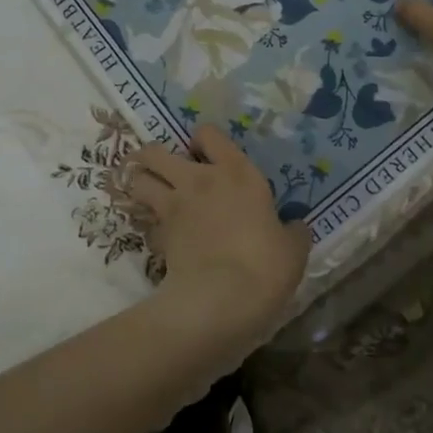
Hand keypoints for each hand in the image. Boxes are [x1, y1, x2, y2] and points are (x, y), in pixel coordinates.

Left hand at [128, 124, 309, 349]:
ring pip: (138, 179)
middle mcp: (198, 179)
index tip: (206, 154)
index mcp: (237, 172)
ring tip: (149, 193)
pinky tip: (159, 235)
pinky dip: (146, 223)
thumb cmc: (265, 265)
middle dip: (154, 157)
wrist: (222, 298)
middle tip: (167, 171)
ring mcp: (173, 206)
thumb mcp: (293, 249)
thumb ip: (292, 232)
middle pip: (156, 152)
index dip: (203, 141)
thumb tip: (294, 227)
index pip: (208, 133)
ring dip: (140, 182)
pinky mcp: (158, 235)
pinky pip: (145, 220)